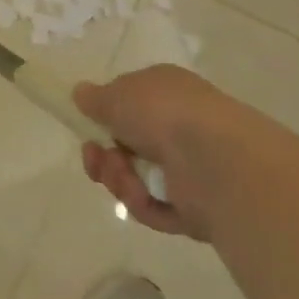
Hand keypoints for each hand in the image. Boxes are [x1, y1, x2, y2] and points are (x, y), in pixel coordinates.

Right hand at [74, 64, 298, 241]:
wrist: (217, 161)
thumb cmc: (164, 113)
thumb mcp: (116, 95)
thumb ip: (95, 98)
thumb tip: (81, 94)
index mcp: (168, 91)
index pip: (131, 102)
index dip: (106, 116)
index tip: (88, 127)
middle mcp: (181, 126)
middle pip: (128, 145)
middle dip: (104, 156)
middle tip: (95, 158)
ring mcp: (191, 168)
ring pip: (137, 178)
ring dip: (120, 179)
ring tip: (124, 177)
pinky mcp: (197, 207)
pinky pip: (156, 207)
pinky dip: (143, 203)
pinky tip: (143, 196)